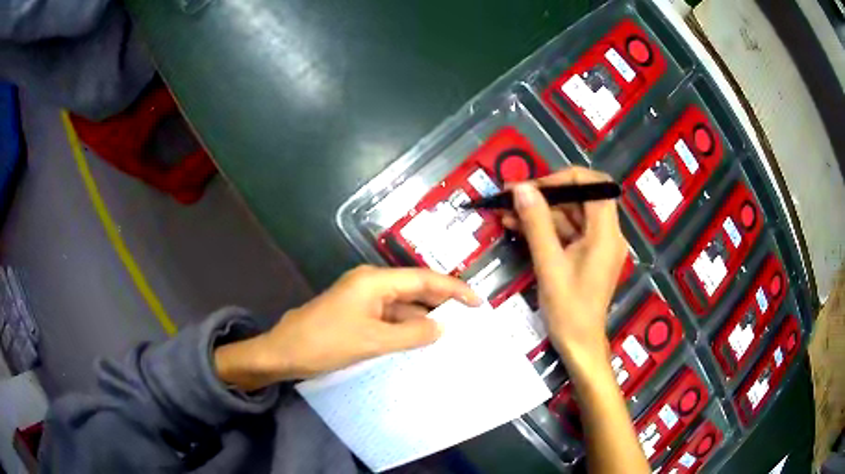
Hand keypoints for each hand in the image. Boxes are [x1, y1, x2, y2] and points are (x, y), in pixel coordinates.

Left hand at [215, 266, 480, 390]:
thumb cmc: (326, 343)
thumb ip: (411, 334)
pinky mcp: (357, 315)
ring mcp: (363, 300)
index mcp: (374, 281)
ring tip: (452, 335)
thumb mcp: (372, 341)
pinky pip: (389, 319)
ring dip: (423, 319)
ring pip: (402, 306)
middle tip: (469, 321)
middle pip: (415, 290)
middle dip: (441, 304)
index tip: (477, 302)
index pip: (423, 279)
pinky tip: (420, 343)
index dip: (453, 289)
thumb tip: (441, 327)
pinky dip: (406, 329)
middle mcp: (371, 284)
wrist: (284, 352)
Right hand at [506, 167, 627, 373]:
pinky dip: (545, 228)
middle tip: (512, 196)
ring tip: (506, 211)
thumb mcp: (549, 264)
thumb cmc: (568, 309)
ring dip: (540, 212)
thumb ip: (537, 223)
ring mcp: (598, 245)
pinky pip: (568, 232)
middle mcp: (607, 233)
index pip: (594, 185)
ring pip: (571, 215)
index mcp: (606, 233)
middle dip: (546, 195)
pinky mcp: (589, 255)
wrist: (579, 344)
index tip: (535, 187)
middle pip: (580, 198)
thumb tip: (521, 188)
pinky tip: (518, 226)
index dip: (565, 178)